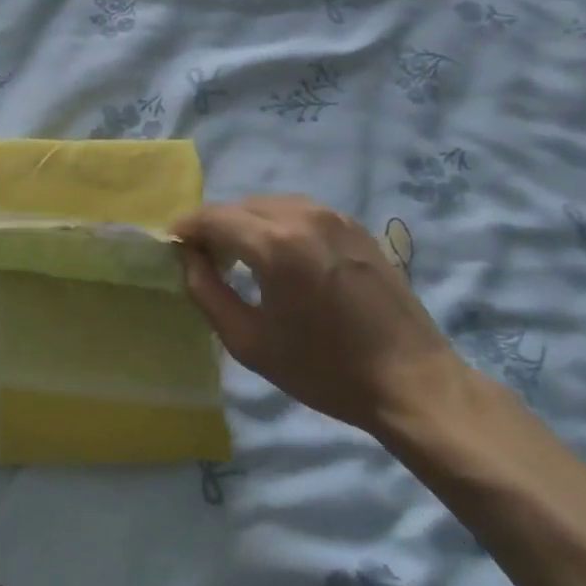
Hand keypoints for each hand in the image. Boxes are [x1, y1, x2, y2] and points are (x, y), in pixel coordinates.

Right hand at [174, 195, 466, 436]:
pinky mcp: (355, 225)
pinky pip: (300, 211)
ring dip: (247, 224)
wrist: (411, 380)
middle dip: (216, 227)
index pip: (213, 217)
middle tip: (206, 260)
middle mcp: (303, 215)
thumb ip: (207, 292)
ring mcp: (334, 215)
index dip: (187, 228)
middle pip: (240, 206)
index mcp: (275, 244)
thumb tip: (188, 258)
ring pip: (270, 205)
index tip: (173, 246)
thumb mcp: (250, 343)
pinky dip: (278, 225)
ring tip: (242, 259)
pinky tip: (282, 258)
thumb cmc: (325, 369)